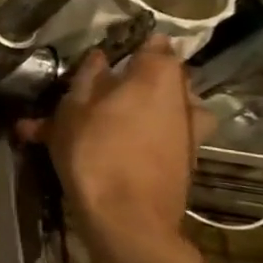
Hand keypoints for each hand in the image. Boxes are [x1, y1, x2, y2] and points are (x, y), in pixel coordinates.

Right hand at [18, 35, 212, 245]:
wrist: (127, 218)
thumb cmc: (95, 153)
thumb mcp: (74, 110)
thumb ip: (88, 79)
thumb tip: (100, 58)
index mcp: (157, 78)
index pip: (156, 45)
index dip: (135, 45)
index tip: (111, 50)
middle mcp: (183, 100)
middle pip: (161, 79)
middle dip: (132, 81)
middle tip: (95, 90)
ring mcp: (188, 133)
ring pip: (159, 110)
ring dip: (134, 110)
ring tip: (98, 123)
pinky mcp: (184, 160)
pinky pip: (158, 137)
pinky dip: (137, 137)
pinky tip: (106, 149)